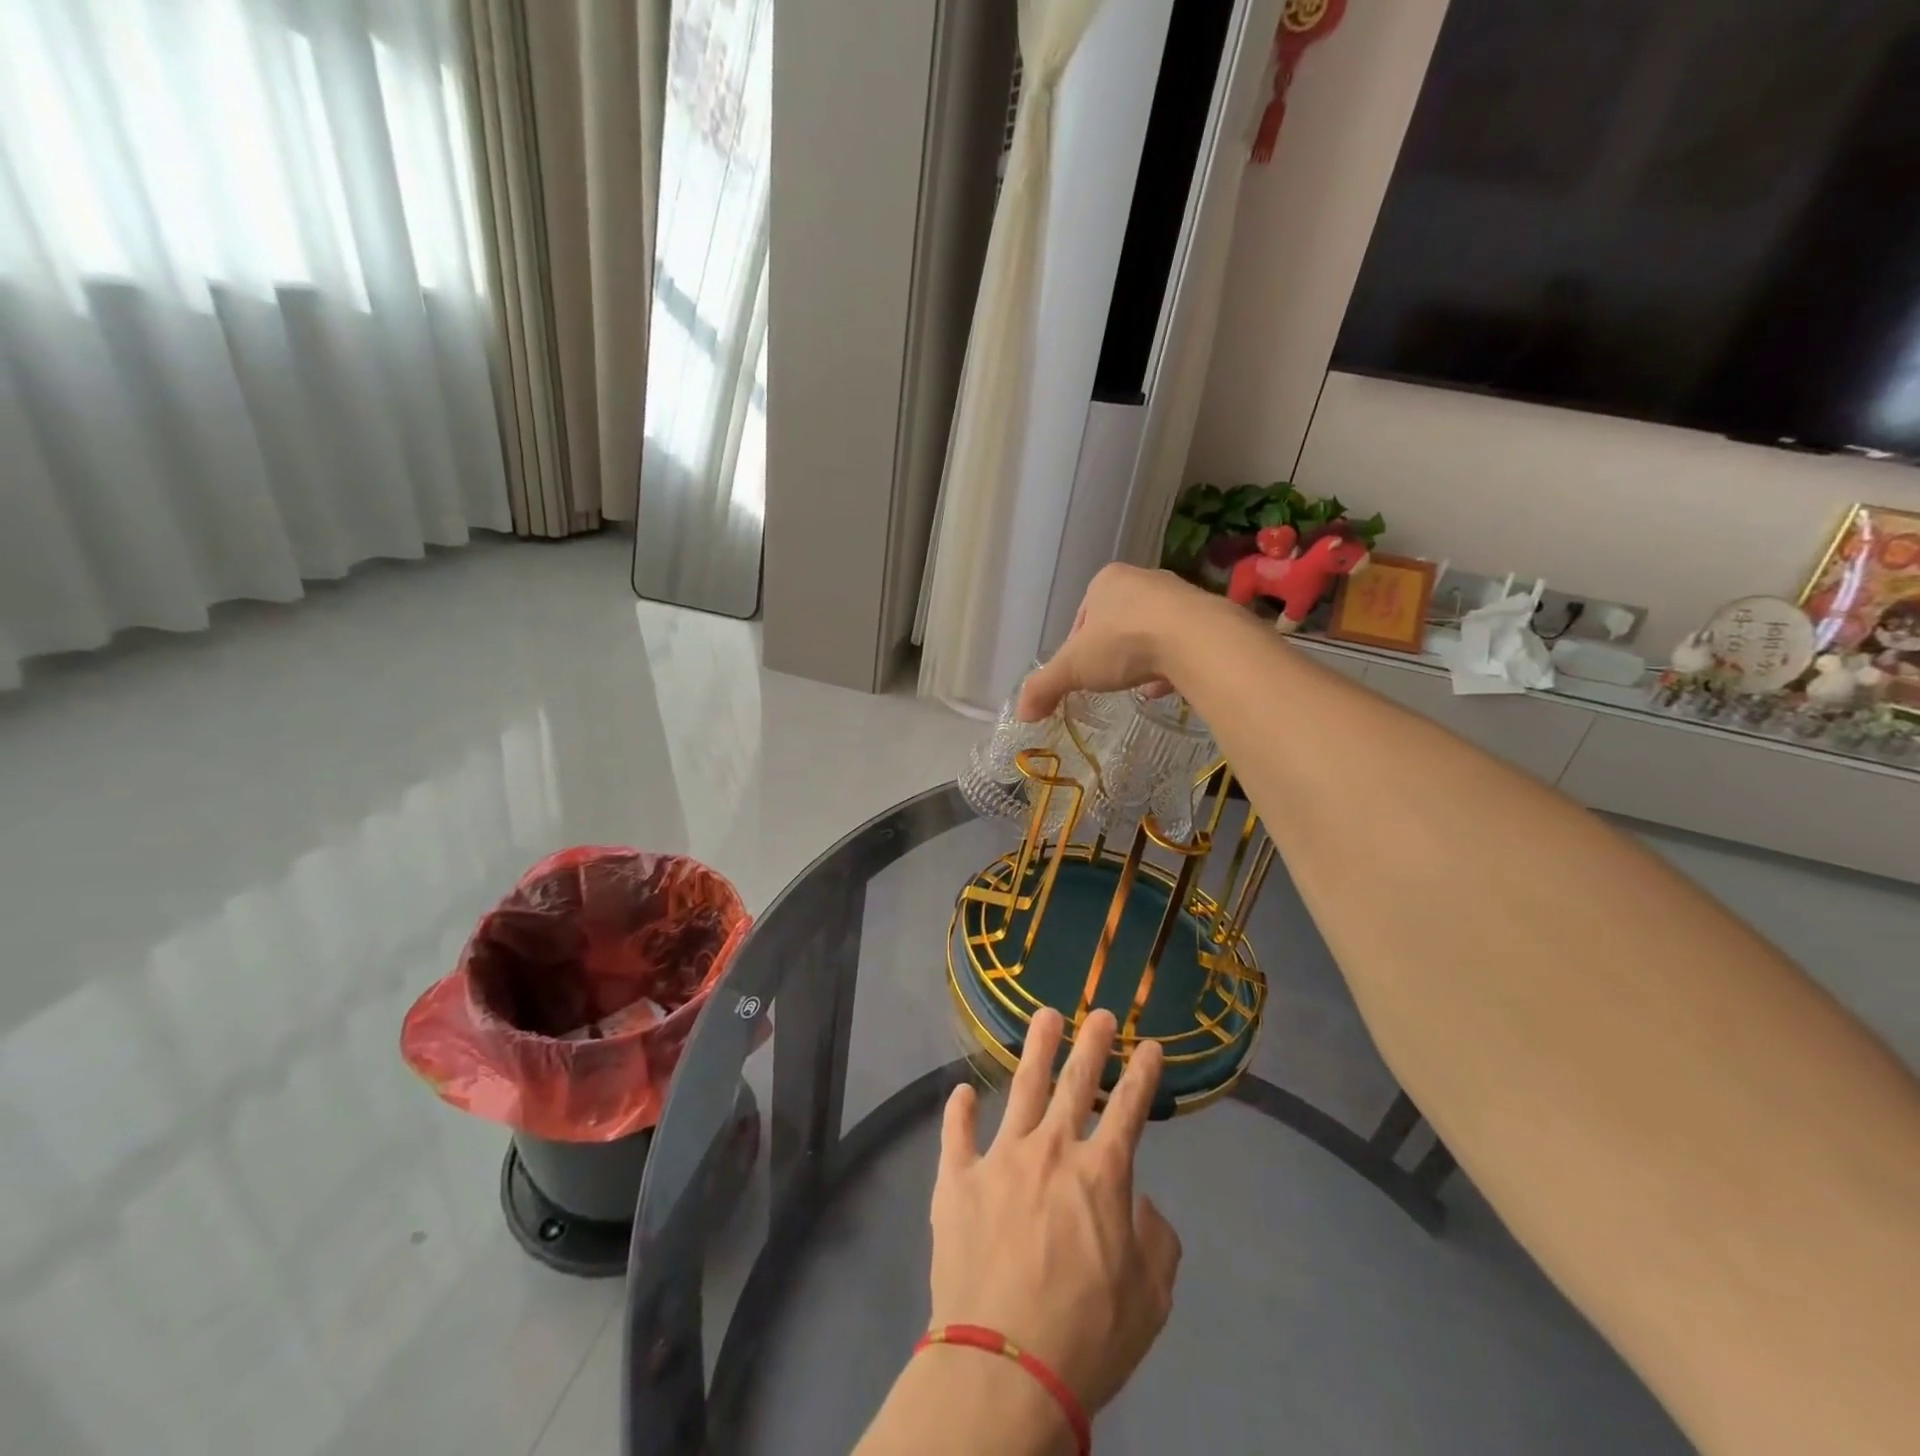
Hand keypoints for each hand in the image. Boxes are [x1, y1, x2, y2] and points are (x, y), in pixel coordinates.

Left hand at [929, 1008, 1181, 1419]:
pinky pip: (957, 1134)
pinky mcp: (958, 1179)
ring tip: (1045, 1016)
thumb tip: (1139, 1203)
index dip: (1142, 1074)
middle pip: (1075, 1083)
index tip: (1149, 1045)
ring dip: (1036, 1050)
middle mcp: (1051, 1150)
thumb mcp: (1150, 1299)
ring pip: (1021, 1089)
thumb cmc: (1087, 1337)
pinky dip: (960, 1112)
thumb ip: (1155, 1241)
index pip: (1129, 1109)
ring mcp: (1000, 1159)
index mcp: (1100, 1175)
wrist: (1004, 1366)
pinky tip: (962, 1092)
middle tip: (1099, 1014)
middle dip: (1091, 1044)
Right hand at [1015, 564, 1217, 721]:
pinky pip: (1182, 642)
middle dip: (1113, 650)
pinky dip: (1172, 663)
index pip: (1084, 615)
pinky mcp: (1208, 617)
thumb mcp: (1074, 668)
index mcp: (1107, 580)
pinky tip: (1167, 686)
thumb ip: (1045, 687)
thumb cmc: (1124, 643)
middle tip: (1110, 678)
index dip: (1078, 645)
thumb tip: (1022, 712)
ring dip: (1143, 656)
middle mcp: (1144, 580)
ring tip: (1139, 685)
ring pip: (1152, 630)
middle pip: (1119, 620)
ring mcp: (1180, 596)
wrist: (1196, 640)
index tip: (1081, 671)